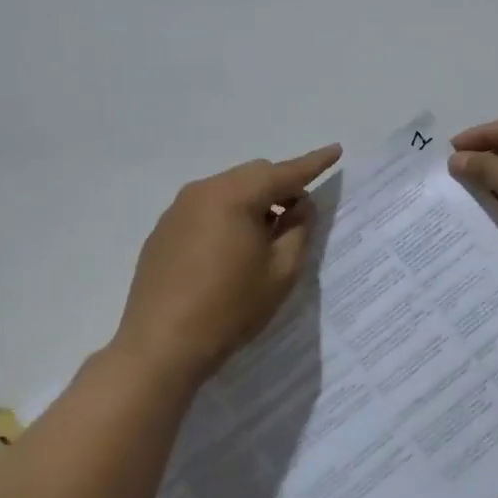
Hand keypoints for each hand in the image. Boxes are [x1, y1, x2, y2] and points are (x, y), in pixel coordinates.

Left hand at [113, 144, 341, 391]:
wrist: (161, 346)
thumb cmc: (230, 308)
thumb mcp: (281, 272)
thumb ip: (298, 230)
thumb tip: (300, 206)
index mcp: (234, 196)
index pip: (284, 173)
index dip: (313, 163)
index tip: (336, 151)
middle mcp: (202, 192)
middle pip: (252, 176)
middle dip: (281, 187)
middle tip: (300, 214)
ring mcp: (176, 211)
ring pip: (227, 191)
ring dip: (253, 203)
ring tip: (266, 237)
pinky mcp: (162, 232)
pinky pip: (205, 210)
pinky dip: (227, 217)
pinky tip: (231, 251)